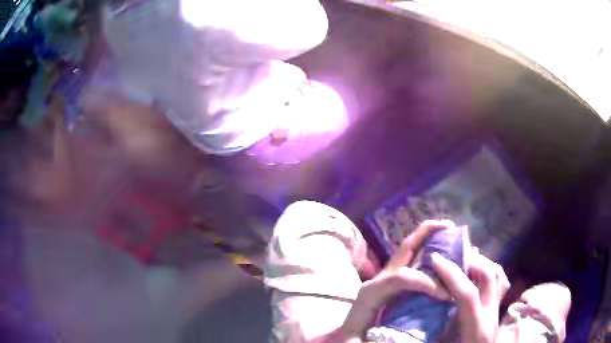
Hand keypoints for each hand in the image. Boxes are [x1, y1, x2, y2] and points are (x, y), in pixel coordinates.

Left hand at [334, 220, 453, 341]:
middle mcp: (380, 277)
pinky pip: (411, 261)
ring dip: (428, 239)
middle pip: (405, 248)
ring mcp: (386, 277)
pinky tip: (441, 254)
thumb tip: (401, 338)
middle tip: (450, 226)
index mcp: (373, 291)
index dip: (426, 283)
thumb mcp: (360, 340)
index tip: (445, 295)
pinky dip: (427, 252)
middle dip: (427, 233)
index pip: (402, 277)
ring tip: (449, 233)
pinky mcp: (392, 281)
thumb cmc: (353, 337)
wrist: (345, 335)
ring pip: (409, 251)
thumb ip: (377, 340)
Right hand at [432, 249, 510, 342]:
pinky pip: (501, 282)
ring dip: (481, 264)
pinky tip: (475, 276)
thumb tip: (412, 318)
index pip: (468, 294)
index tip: (434, 259)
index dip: (451, 275)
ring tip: (463, 263)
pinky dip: (490, 272)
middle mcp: (492, 316)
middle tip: (449, 258)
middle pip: (489, 276)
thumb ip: (432, 332)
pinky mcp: (498, 310)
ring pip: (498, 275)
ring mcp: (498, 311)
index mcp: (476, 330)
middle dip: (469, 261)